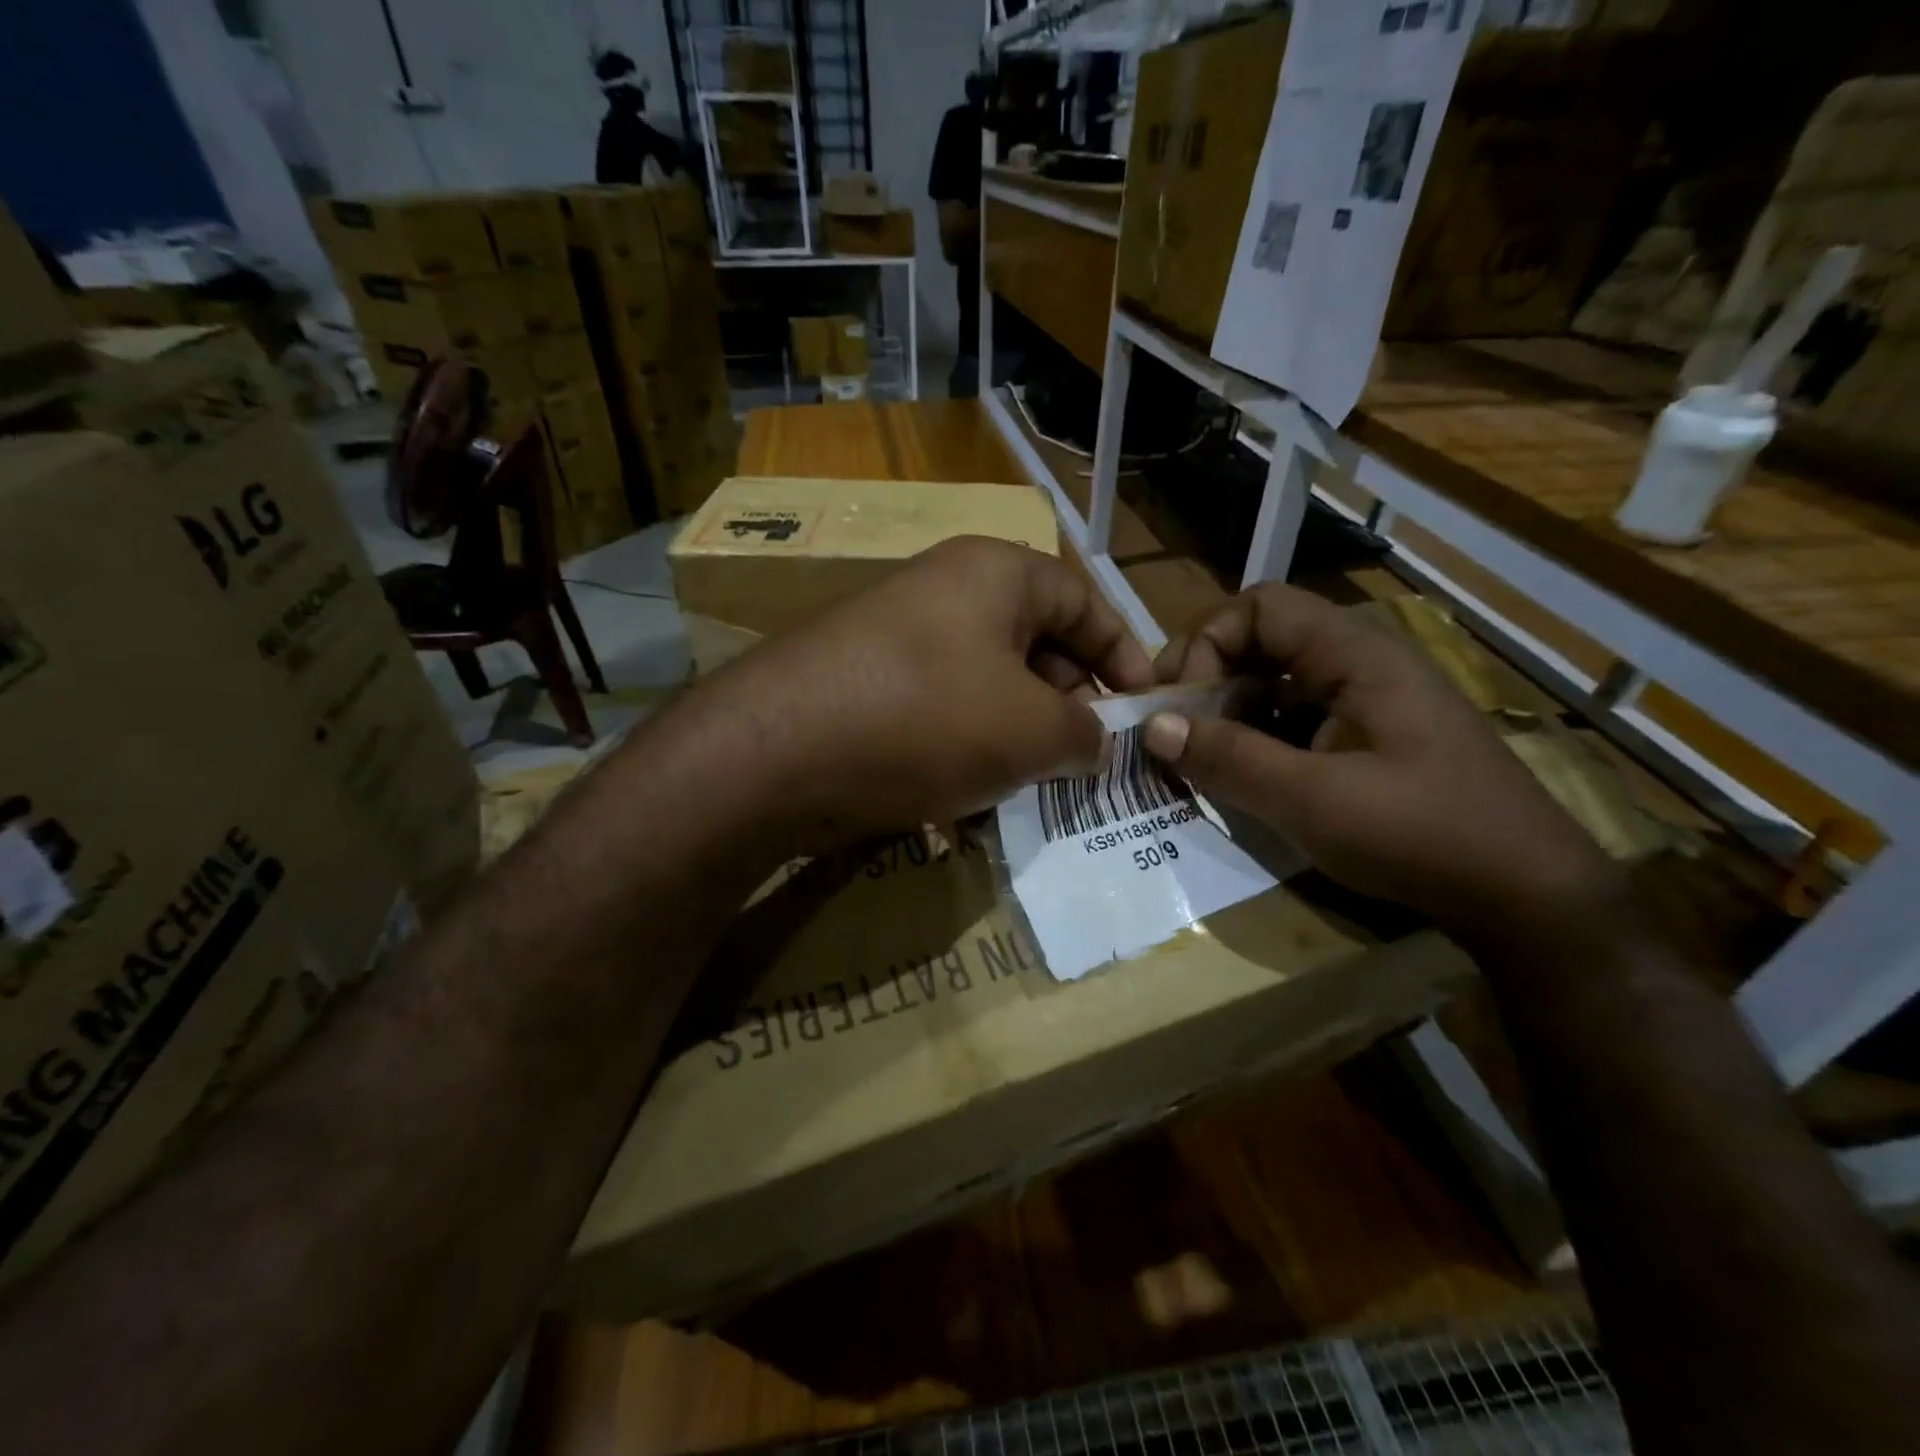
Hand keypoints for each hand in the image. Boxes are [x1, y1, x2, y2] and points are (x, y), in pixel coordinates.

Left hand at [683, 537, 1152, 849]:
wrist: (774, 753)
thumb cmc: (926, 719)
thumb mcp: (1030, 729)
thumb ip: (1083, 732)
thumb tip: (1094, 741)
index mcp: (993, 573)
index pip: (1083, 600)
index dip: (1123, 652)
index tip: (1143, 706)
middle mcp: (942, 590)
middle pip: (1032, 640)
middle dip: (1068, 699)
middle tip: (1086, 757)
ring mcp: (894, 636)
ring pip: (984, 682)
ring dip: (1016, 730)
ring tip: (1032, 780)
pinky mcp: (861, 683)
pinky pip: (937, 707)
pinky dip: (964, 743)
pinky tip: (967, 787)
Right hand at [1142, 585, 1624, 935]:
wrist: (1526, 896)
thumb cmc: (1423, 836)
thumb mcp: (1313, 801)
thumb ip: (1229, 758)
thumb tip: (1152, 726)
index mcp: (1355, 654)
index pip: (1257, 607)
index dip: (1206, 644)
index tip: (1179, 705)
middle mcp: (1359, 662)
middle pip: (1260, 639)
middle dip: (1206, 678)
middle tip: (1171, 730)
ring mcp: (1365, 701)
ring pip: (1273, 681)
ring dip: (1226, 712)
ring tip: (1194, 758)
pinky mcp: (1366, 737)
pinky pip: (1292, 718)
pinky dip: (1254, 738)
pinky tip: (1239, 778)